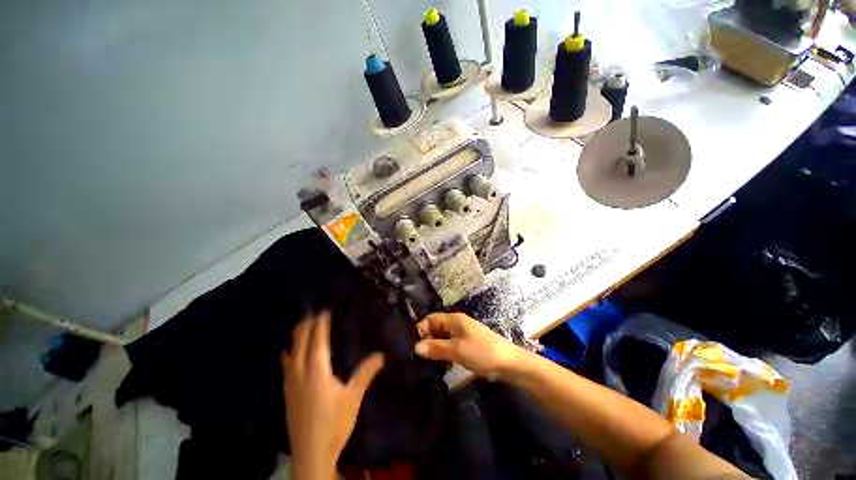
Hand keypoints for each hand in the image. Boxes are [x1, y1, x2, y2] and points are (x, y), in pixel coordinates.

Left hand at [282, 311, 384, 479]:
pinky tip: (288, 354)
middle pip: (300, 345)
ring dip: (296, 339)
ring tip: (301, 327)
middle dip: (305, 328)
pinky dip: (288, 355)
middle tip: (311, 314)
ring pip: (290, 355)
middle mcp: (301, 375)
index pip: (318, 343)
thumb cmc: (335, 424)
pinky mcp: (288, 395)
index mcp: (317, 373)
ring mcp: (291, 385)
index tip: (323, 312)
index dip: (320, 326)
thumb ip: (365, 373)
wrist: (311, 453)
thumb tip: (381, 354)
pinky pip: (286, 368)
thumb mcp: (353, 397)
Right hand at [414, 312, 525, 378]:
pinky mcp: (468, 344)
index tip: (415, 348)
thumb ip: (436, 347)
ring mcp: (463, 334)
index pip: (430, 319)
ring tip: (430, 364)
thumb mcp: (456, 350)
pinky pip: (451, 345)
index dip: (421, 330)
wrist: (509, 363)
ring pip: (443, 338)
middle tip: (421, 359)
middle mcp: (457, 323)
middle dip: (428, 341)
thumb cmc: (481, 352)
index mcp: (454, 319)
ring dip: (436, 349)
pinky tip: (444, 366)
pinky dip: (446, 353)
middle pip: (436, 328)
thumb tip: (416, 347)